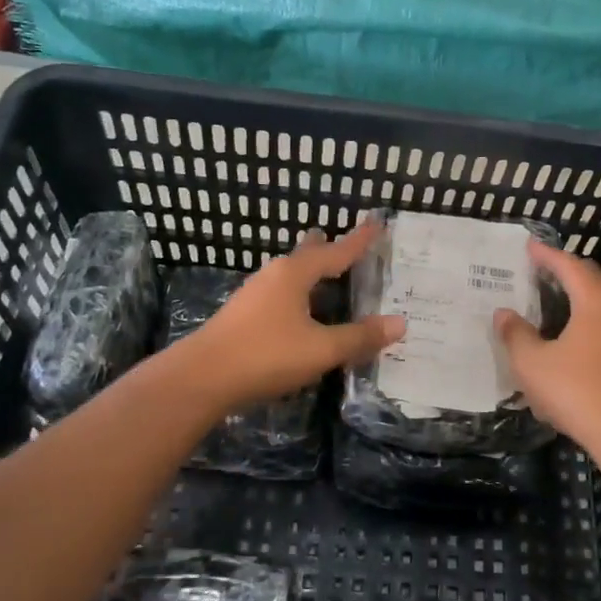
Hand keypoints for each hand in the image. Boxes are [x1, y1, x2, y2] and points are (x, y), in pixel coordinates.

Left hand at [182, 220, 404, 409]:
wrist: (201, 378)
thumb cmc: (266, 355)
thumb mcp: (321, 349)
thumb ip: (359, 337)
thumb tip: (399, 323)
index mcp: (295, 274)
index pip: (336, 251)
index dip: (359, 240)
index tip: (376, 223)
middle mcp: (274, 276)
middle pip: (306, 255)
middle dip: (324, 248)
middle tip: (339, 239)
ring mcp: (254, 295)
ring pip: (289, 274)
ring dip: (308, 271)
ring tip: (321, 270)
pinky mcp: (243, 316)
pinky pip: (279, 293)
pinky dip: (297, 292)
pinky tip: (296, 308)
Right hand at [494, 241, 600, 455]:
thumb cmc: (575, 390)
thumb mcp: (532, 363)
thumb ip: (515, 334)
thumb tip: (504, 313)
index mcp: (593, 302)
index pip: (569, 267)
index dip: (547, 255)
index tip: (529, 246)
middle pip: (591, 277)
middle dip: (566, 268)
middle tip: (541, 265)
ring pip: (600, 298)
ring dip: (577, 290)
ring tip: (553, 291)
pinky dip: (584, 310)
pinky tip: (568, 327)